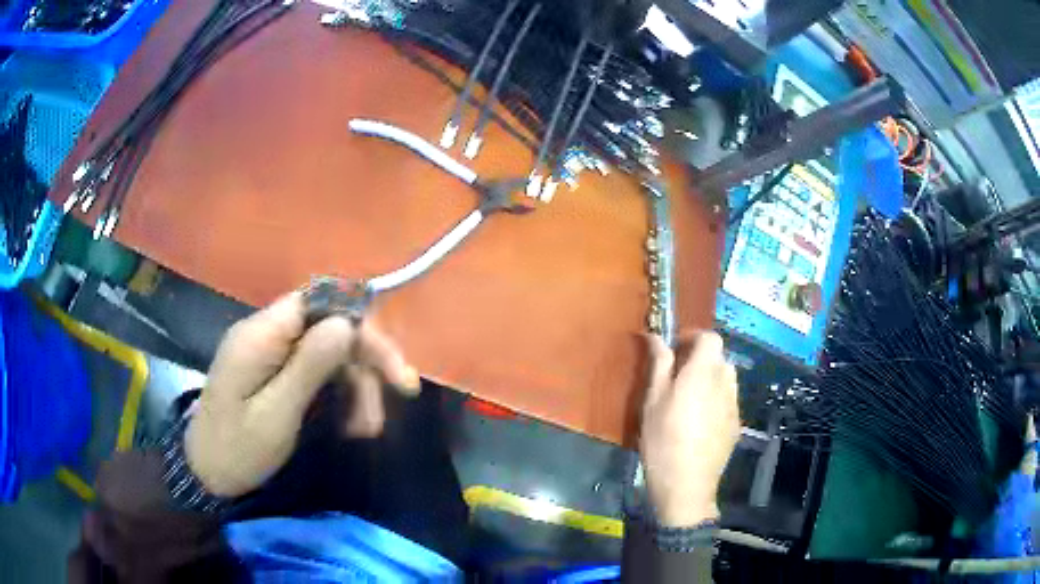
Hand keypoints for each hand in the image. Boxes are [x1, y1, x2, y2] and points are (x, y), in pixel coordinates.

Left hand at [184, 293, 419, 496]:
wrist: (207, 473)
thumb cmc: (237, 449)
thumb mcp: (275, 415)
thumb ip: (307, 367)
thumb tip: (346, 323)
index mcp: (261, 335)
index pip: (318, 302)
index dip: (358, 324)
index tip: (389, 363)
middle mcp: (267, 334)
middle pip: (329, 327)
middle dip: (366, 359)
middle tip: (402, 392)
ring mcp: (271, 353)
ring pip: (329, 353)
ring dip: (357, 385)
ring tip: (368, 429)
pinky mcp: (275, 373)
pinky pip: (317, 372)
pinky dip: (340, 395)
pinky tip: (352, 425)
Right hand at [640, 331, 739, 526]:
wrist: (687, 485)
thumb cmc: (663, 440)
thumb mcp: (653, 401)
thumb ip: (659, 365)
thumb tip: (656, 336)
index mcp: (703, 372)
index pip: (711, 337)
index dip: (694, 337)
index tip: (676, 350)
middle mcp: (725, 383)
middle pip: (720, 357)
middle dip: (701, 359)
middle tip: (677, 376)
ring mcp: (734, 405)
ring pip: (726, 379)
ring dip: (711, 378)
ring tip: (690, 399)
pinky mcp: (736, 424)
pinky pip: (728, 400)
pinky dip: (716, 399)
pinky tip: (700, 422)